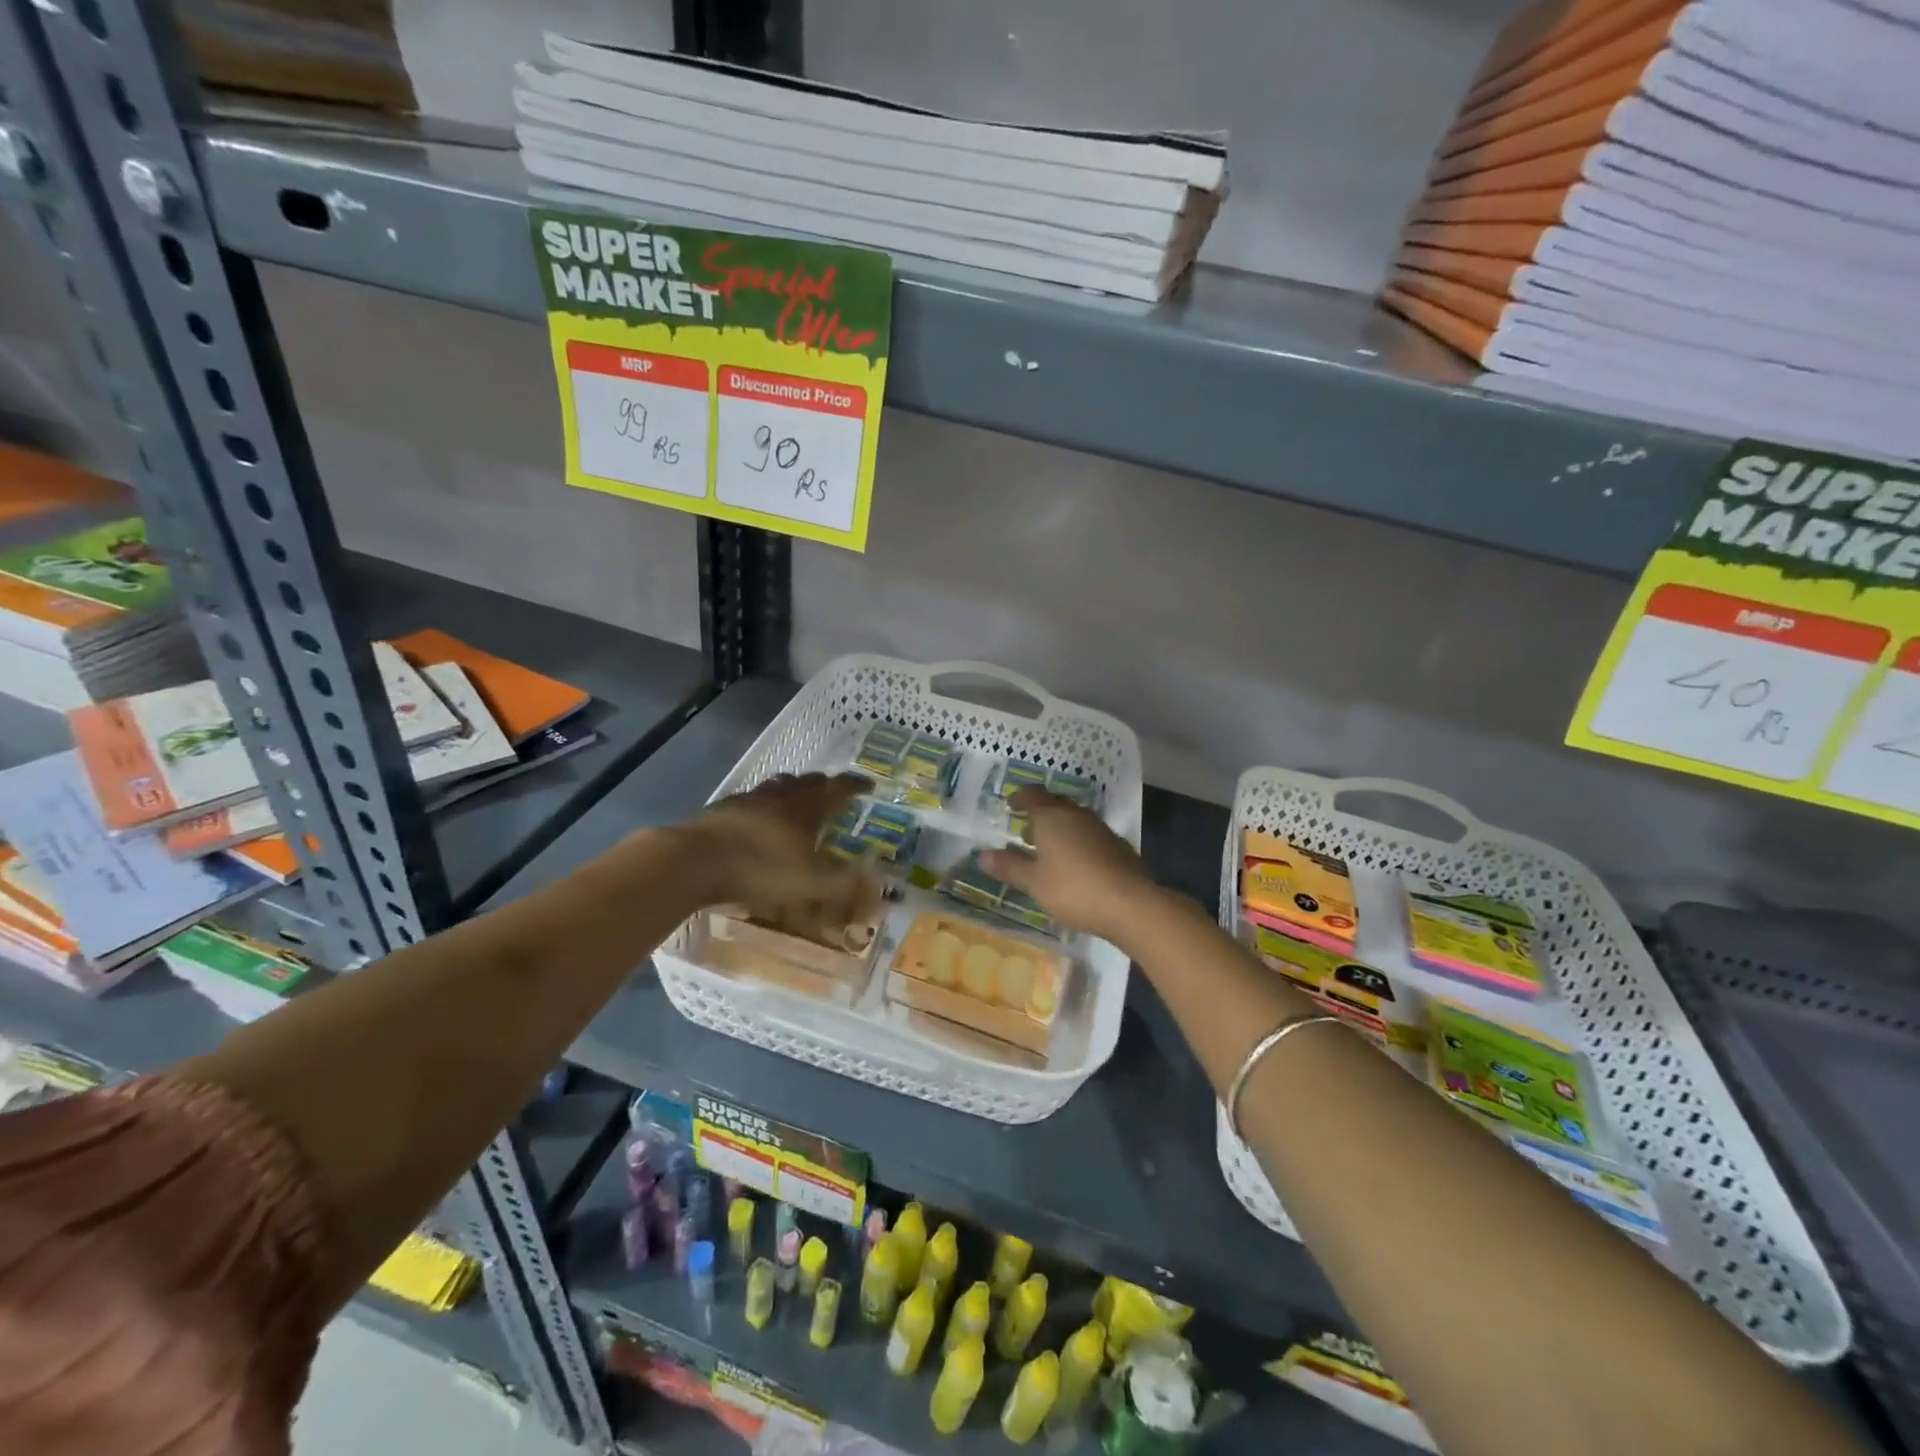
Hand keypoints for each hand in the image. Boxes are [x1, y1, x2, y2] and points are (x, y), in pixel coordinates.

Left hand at [680, 773, 877, 928]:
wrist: (695, 861)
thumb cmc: (760, 869)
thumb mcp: (810, 885)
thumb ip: (847, 887)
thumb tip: (883, 889)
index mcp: (807, 807)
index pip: (839, 788)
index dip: (855, 786)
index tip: (868, 785)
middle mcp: (781, 795)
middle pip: (808, 782)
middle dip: (824, 786)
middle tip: (833, 795)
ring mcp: (749, 798)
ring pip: (778, 786)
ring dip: (793, 790)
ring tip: (797, 802)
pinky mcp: (723, 808)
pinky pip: (752, 799)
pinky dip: (763, 805)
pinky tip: (757, 820)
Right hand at [979, 788, 1155, 942]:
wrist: (1130, 904)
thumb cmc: (1073, 889)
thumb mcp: (1035, 882)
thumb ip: (1009, 866)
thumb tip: (982, 855)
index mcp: (1053, 817)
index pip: (1032, 794)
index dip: (1019, 797)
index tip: (1009, 806)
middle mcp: (1077, 815)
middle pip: (1055, 804)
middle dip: (1039, 813)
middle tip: (1025, 830)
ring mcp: (1101, 828)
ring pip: (1075, 819)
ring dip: (1060, 828)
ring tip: (1048, 849)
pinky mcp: (1118, 845)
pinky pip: (1090, 834)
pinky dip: (1077, 841)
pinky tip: (1075, 863)